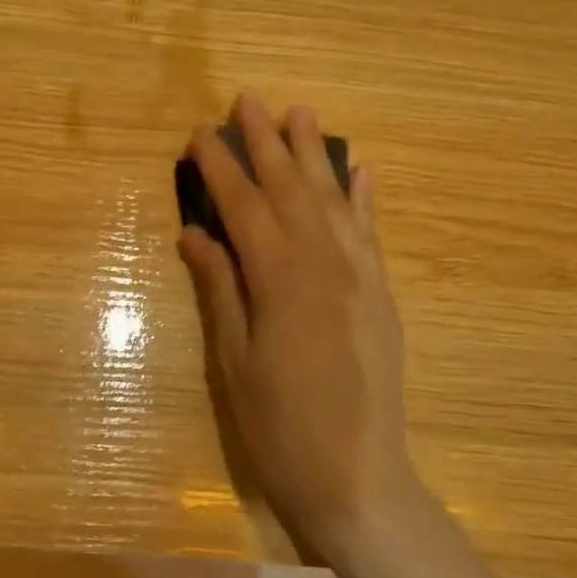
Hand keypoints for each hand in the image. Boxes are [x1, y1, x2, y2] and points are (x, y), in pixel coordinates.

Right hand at [178, 96, 419, 559]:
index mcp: (281, 280)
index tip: (200, 133)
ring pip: (334, 200)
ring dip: (313, 154)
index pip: (245, 208)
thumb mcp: (233, 362)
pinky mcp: (381, 295)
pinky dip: (364, 197)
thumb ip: (220, 290)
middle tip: (247, 100)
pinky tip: (361, 170)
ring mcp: (361, 277)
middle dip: (266, 143)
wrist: (357, 478)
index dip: (220, 168)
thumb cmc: (279, 428)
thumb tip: (195, 233)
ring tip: (299, 113)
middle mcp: (325, 264)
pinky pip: (371, 232)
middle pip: (291, 189)